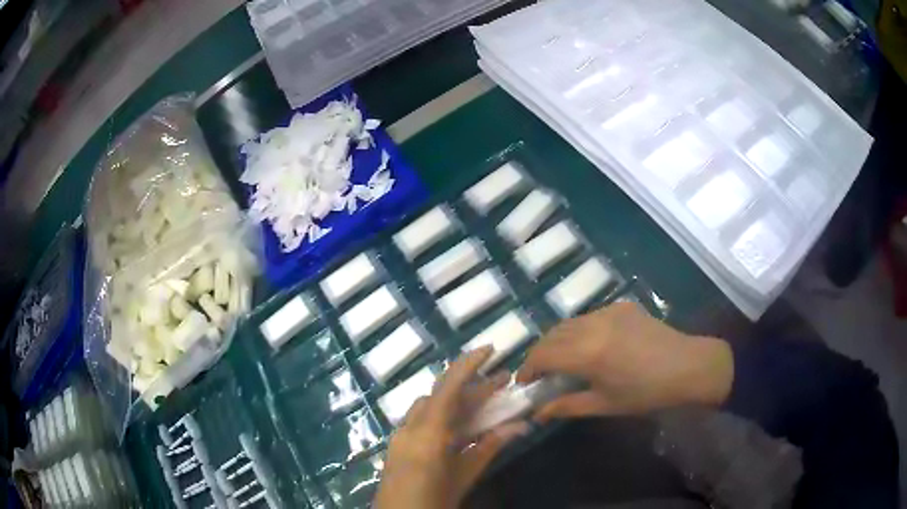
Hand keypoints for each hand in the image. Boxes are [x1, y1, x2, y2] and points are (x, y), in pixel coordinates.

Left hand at [374, 347, 528, 508]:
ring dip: (458, 401)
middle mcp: (411, 427)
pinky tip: (462, 424)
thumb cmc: (433, 501)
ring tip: (487, 401)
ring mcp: (401, 435)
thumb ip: (490, 448)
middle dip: (473, 387)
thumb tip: (521, 425)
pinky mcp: (398, 444)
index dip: (469, 365)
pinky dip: (444, 415)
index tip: (490, 349)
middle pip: (442, 396)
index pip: (449, 388)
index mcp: (428, 434)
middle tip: (503, 382)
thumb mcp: (465, 476)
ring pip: (431, 406)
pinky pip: (422, 420)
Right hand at [517, 302, 733, 420]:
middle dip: (540, 353)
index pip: (543, 354)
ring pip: (570, 322)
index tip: (523, 383)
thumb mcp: (605, 405)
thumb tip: (538, 413)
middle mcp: (593, 325)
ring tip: (561, 359)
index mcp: (588, 353)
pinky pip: (590, 317)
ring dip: (558, 340)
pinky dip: (579, 330)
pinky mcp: (622, 306)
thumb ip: (567, 406)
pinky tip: (589, 345)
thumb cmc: (647, 393)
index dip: (528, 368)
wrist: (688, 367)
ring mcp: (609, 311)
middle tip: (539, 373)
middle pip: (552, 334)